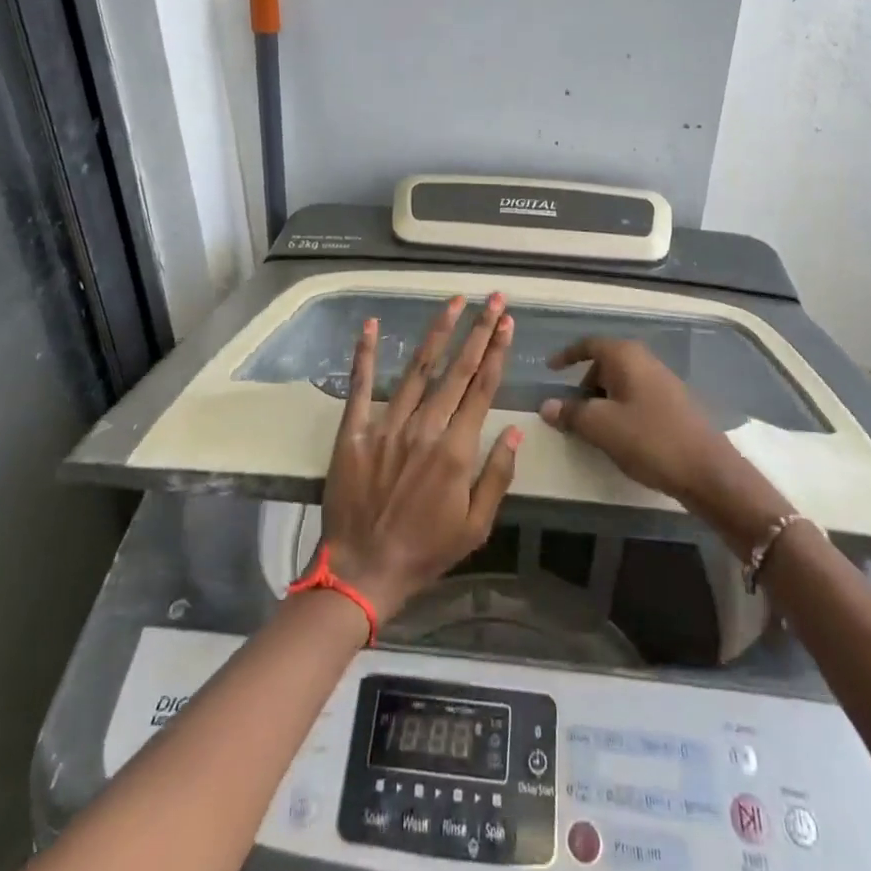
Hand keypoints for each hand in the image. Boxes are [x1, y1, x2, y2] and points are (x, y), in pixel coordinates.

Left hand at [319, 295, 521, 620]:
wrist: (362, 571)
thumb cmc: (426, 551)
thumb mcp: (476, 526)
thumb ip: (497, 476)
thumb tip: (516, 431)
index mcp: (456, 450)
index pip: (482, 388)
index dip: (497, 352)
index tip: (507, 322)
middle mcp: (425, 428)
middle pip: (457, 369)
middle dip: (479, 331)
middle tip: (493, 298)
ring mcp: (387, 425)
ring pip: (418, 369)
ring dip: (438, 332)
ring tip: (454, 301)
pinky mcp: (354, 431)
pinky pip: (361, 386)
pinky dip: (366, 354)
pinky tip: (372, 324)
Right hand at [540, 337, 743, 512]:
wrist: (707, 470)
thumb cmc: (649, 439)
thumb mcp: (601, 426)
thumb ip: (571, 413)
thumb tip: (546, 406)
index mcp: (626, 356)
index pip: (589, 345)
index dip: (567, 355)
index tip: (550, 369)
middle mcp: (645, 361)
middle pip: (605, 365)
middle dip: (584, 385)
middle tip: (571, 412)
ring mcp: (663, 382)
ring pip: (621, 383)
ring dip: (602, 401)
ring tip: (594, 430)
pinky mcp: (674, 404)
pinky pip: (636, 398)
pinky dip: (621, 410)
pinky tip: (621, 437)